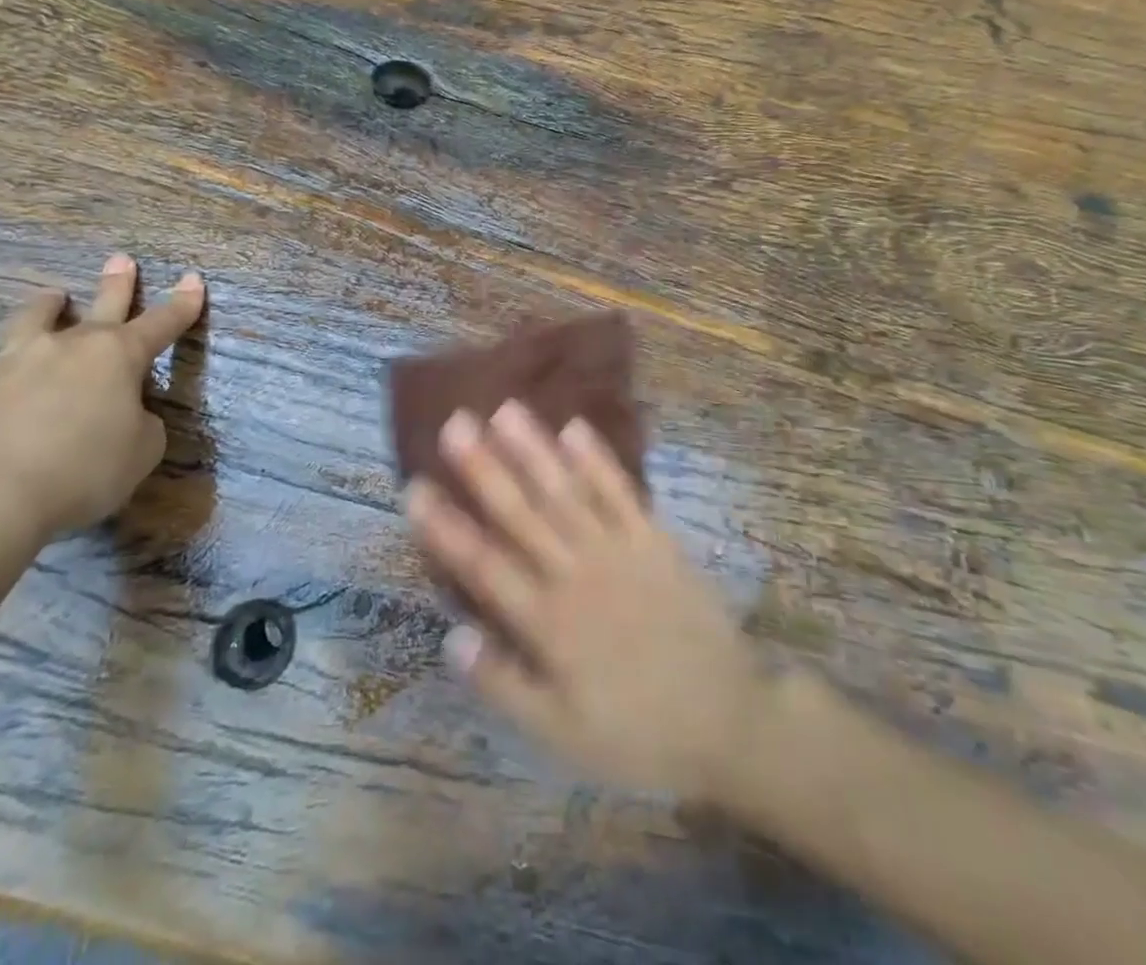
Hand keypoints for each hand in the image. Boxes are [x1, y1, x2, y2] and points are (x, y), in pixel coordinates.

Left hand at [0, 254, 204, 541]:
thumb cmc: (85, 468)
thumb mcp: (142, 451)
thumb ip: (143, 425)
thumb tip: (128, 415)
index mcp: (118, 356)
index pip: (162, 322)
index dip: (182, 304)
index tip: (193, 279)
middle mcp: (71, 347)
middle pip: (102, 305)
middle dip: (118, 283)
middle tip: (122, 260)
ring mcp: (20, 363)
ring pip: (38, 319)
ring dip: (49, 306)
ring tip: (54, 296)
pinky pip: (1, 367)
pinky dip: (12, 365)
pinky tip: (7, 378)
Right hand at [406, 401, 762, 799]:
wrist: (729, 719)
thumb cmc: (638, 732)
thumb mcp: (563, 735)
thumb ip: (504, 685)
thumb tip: (451, 636)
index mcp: (549, 622)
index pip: (485, 566)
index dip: (447, 528)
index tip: (415, 488)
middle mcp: (577, 574)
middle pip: (522, 514)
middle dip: (484, 468)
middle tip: (455, 425)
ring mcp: (619, 550)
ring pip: (566, 492)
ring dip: (534, 451)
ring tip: (504, 411)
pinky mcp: (654, 539)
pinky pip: (621, 493)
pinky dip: (597, 461)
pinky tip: (574, 428)